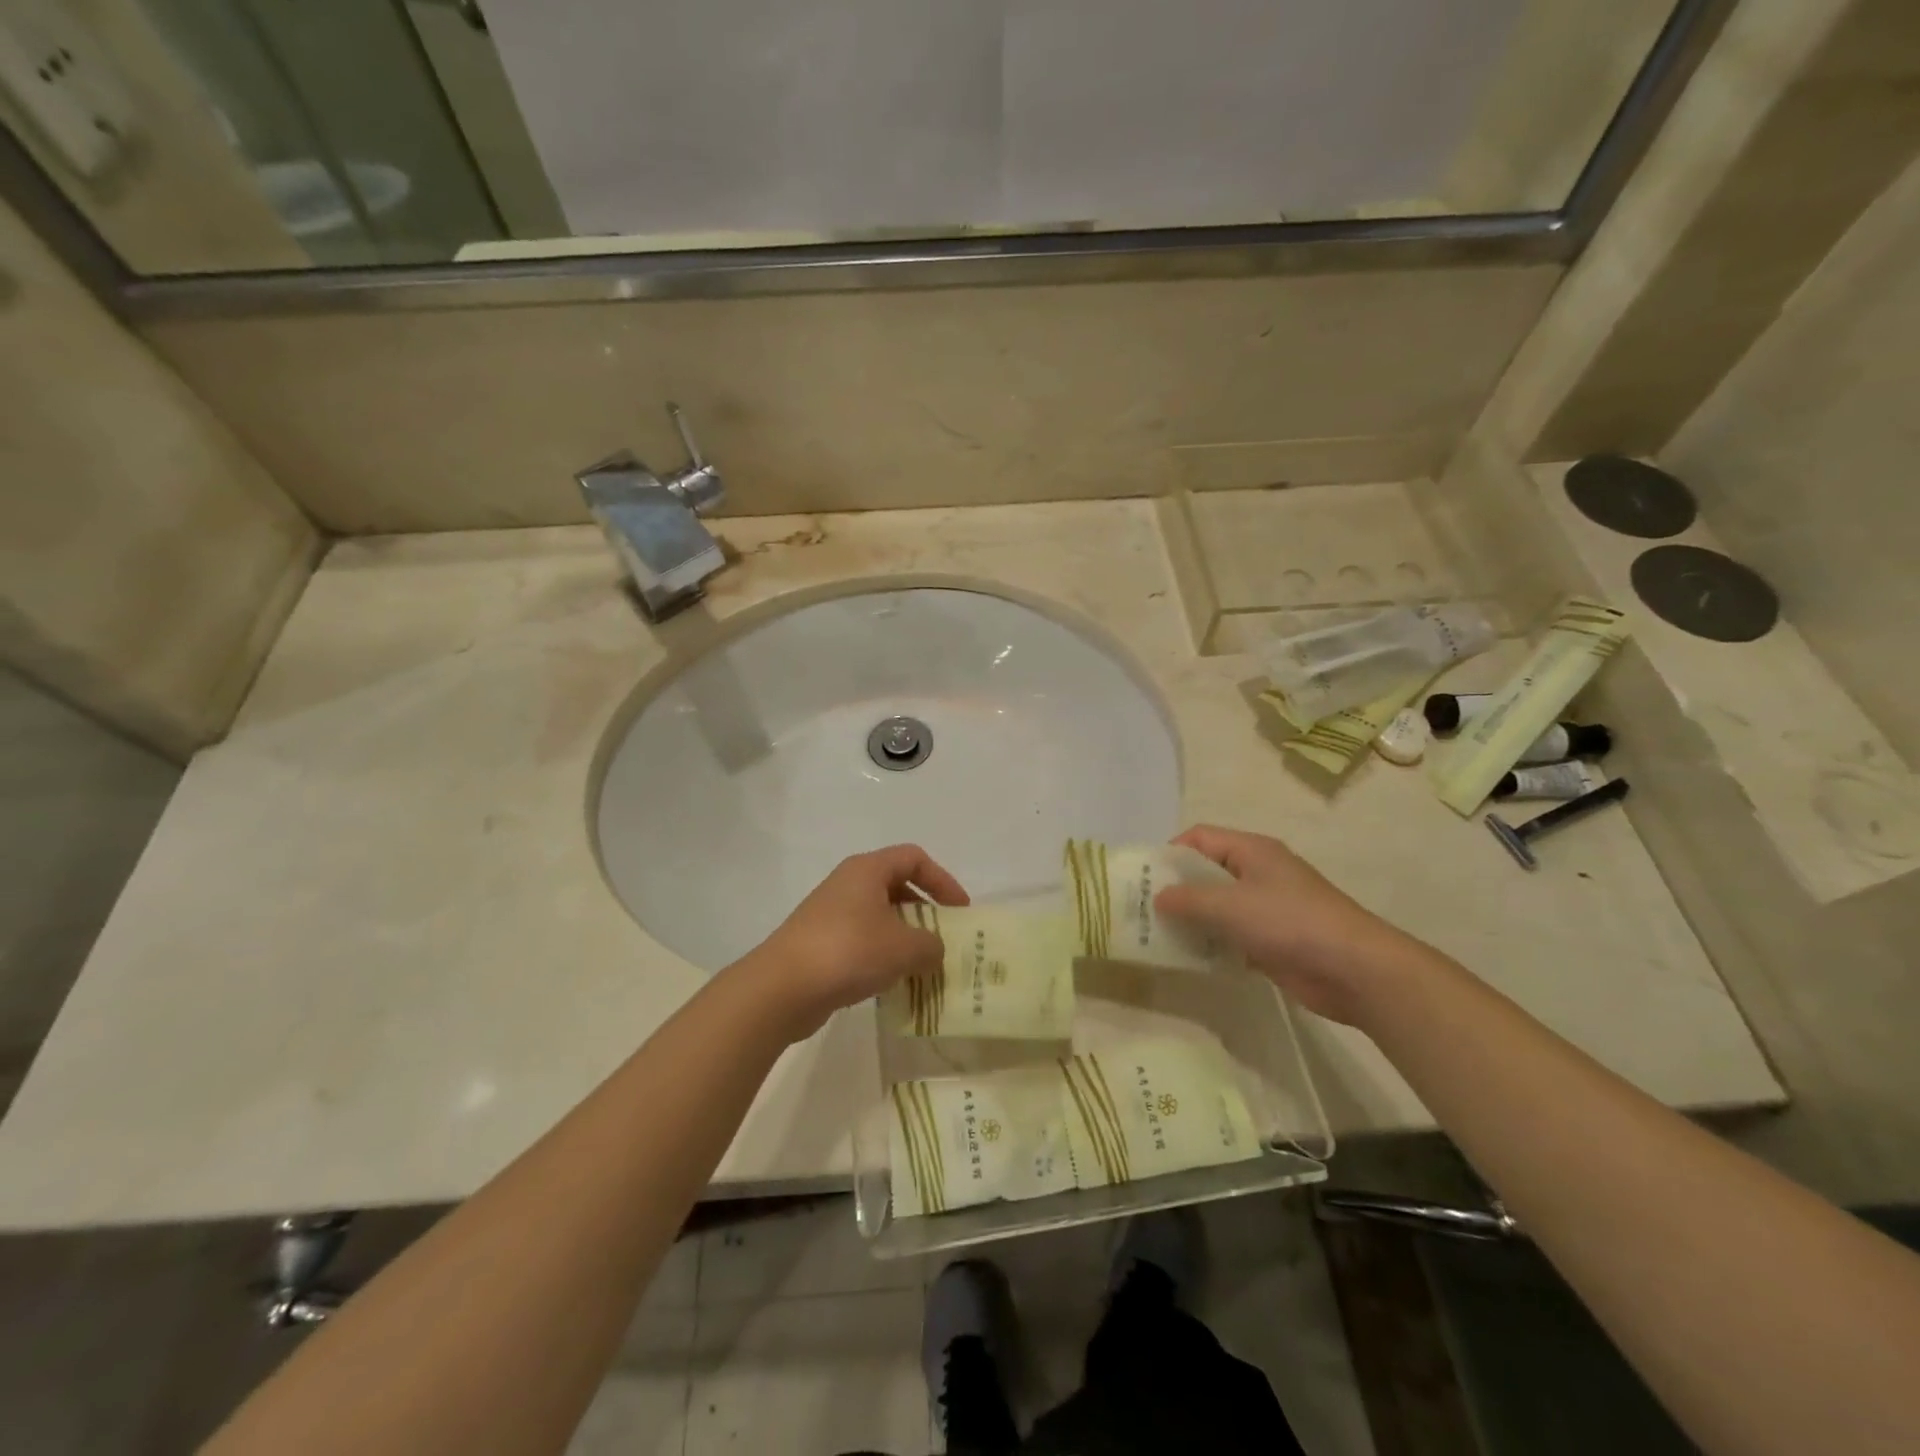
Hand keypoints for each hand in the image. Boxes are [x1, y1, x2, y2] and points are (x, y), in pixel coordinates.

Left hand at [740, 845, 968, 1040]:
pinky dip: (883, 956)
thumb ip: (931, 945)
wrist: (782, 988)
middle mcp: (848, 884)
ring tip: (923, 966)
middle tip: (944, 940)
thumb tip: (933, 950)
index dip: (943, 880)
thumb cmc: (849, 952)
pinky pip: (862, 941)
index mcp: (868, 870)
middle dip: (925, 912)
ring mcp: (831, 913)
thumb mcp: (905, 948)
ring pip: (880, 916)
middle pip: (897, 886)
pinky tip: (893, 982)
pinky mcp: (820, 943)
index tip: (959, 911)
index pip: (914, 858)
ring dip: (905, 938)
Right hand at [1154, 825, 1439, 1026]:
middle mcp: (1259, 873)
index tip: (1144, 878)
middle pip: (1207, 872)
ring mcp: (1268, 908)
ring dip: (1193, 920)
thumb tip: (1157, 896)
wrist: (1355, 970)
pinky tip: (1191, 959)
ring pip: (1219, 907)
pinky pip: (1232, 935)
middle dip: (1177, 889)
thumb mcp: (1230, 906)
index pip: (1200, 838)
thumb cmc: (1290, 923)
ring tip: (1159, 937)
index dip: (1171, 852)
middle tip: (1144, 910)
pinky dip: (1212, 944)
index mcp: (1252, 851)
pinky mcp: (1274, 941)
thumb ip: (1188, 899)